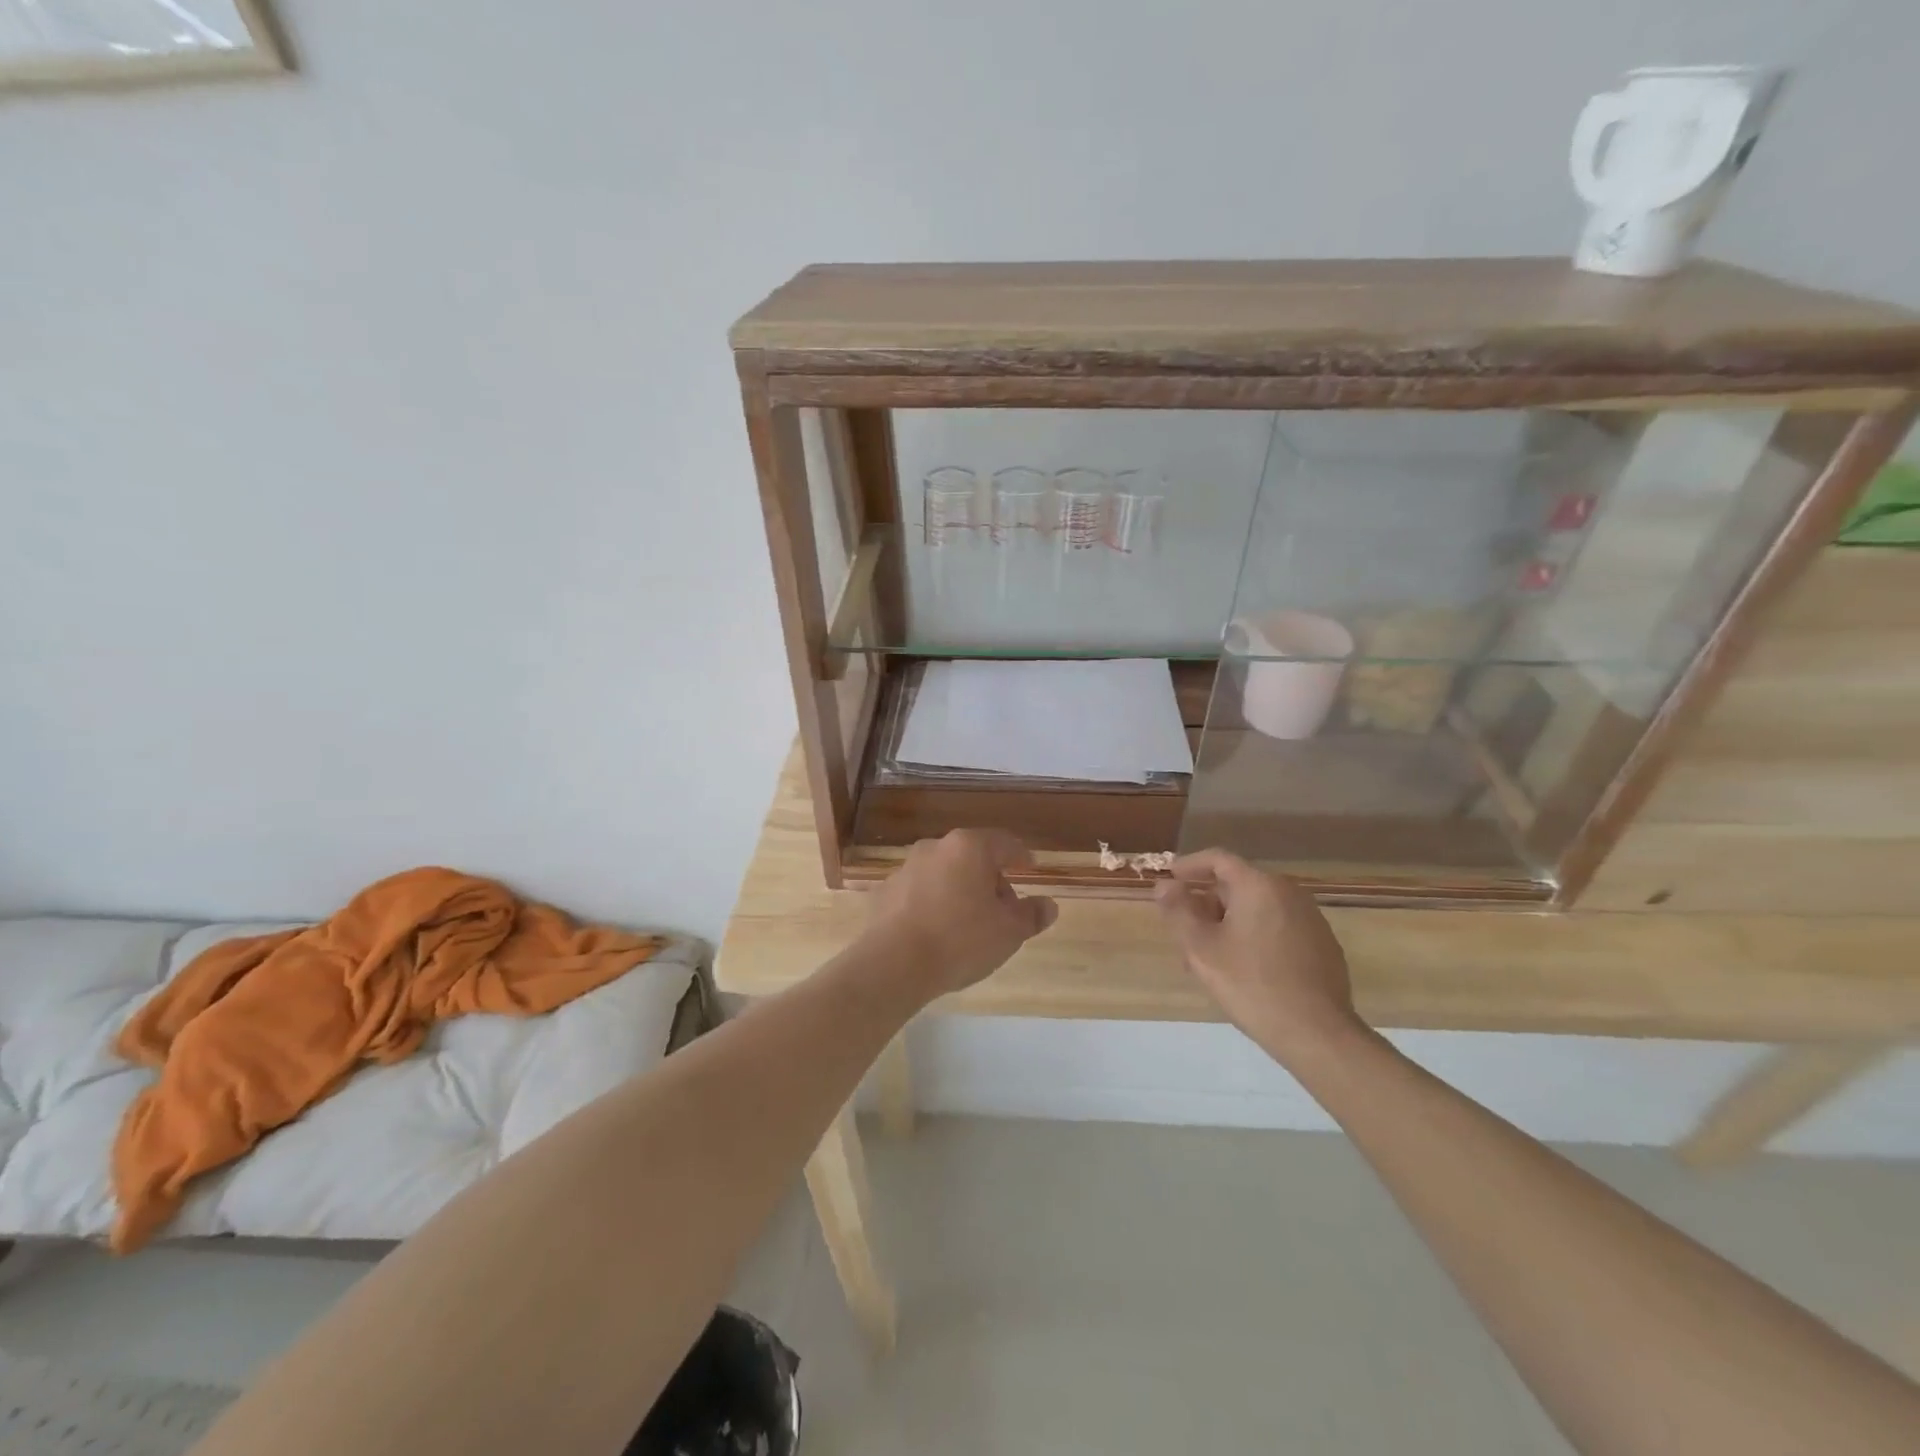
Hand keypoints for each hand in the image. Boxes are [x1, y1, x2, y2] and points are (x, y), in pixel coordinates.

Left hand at [867, 830, 1057, 999]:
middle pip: (972, 857)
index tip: (1030, 867)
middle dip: (990, 879)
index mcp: (969, 847)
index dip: (1021, 856)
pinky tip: (936, 932)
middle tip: (1002, 910)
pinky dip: (932, 904)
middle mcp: (935, 847)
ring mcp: (906, 868)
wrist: (893, 964)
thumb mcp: (1009, 932)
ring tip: (968, 925)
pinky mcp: (884, 892)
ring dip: (959, 891)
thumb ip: (1031, 915)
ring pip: (944, 873)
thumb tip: (1048, 905)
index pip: (1004, 843)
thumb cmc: (960, 940)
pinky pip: (919, 893)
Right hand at [1154, 848, 1362, 1063]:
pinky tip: (1243, 969)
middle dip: (1206, 903)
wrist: (1317, 1034)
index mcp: (1259, 885)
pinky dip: (1254, 936)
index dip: (1190, 865)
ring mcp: (1310, 919)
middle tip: (1184, 931)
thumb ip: (1178, 911)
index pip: (1218, 859)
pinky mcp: (1323, 945)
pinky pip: (1278, 927)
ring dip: (1228, 923)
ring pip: (1257, 909)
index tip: (1170, 878)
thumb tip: (1164, 885)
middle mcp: (1289, 892)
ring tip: (1209, 957)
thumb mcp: (1201, 948)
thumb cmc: (1251, 984)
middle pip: (1238, 885)